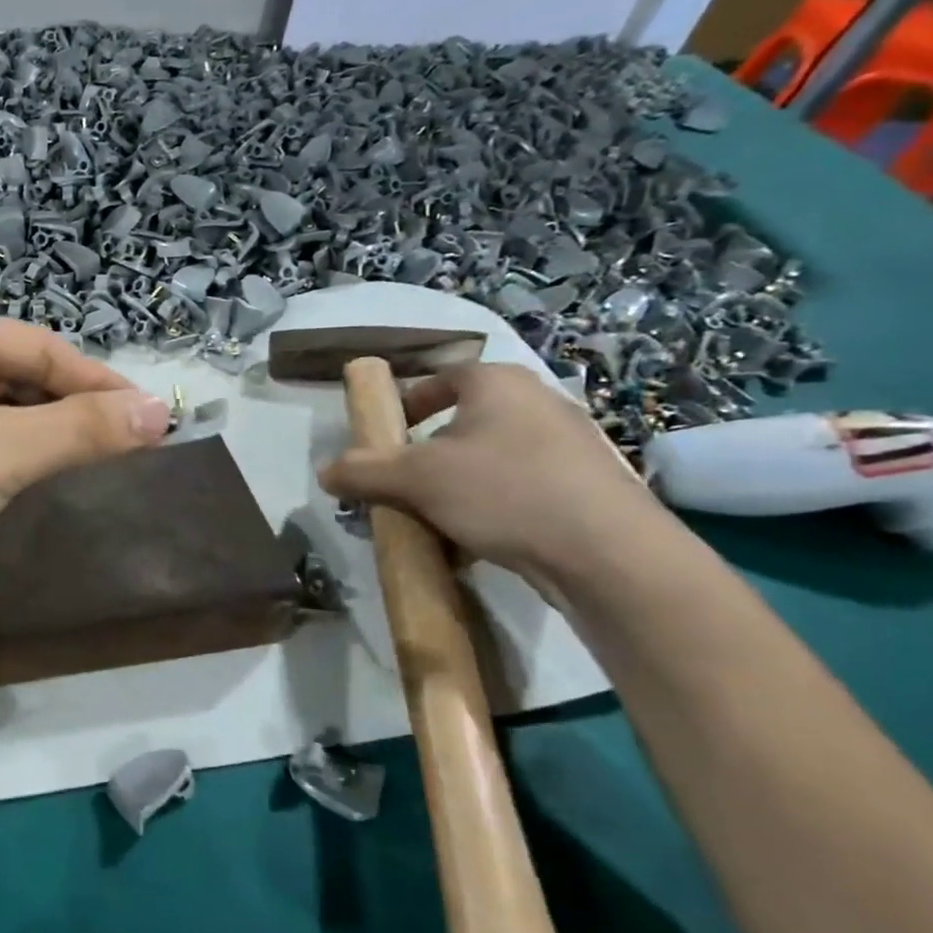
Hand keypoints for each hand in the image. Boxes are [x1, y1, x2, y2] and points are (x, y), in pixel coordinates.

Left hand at [0, 298, 169, 610]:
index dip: (100, 385)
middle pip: (7, 377)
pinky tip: (9, 494)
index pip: (40, 347)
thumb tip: (161, 411)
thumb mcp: (0, 453)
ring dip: (26, 443)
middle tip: (118, 456)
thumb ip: (81, 431)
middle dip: (61, 414)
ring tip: (75, 476)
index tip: (153, 423)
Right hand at [318, 363, 662, 579]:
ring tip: (432, 519)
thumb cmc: (502, 492)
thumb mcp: (414, 480)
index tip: (384, 437)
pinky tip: (474, 540)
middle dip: (425, 456)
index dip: (405, 404)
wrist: (607, 553)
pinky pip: (518, 487)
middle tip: (401, 485)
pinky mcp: (586, 486)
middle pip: (463, 422)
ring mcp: (569, 445)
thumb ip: (361, 471)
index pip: (440, 378)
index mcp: (497, 383)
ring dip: (454, 485)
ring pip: (489, 459)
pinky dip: (489, 506)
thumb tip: (325, 471)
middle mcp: (537, 402)